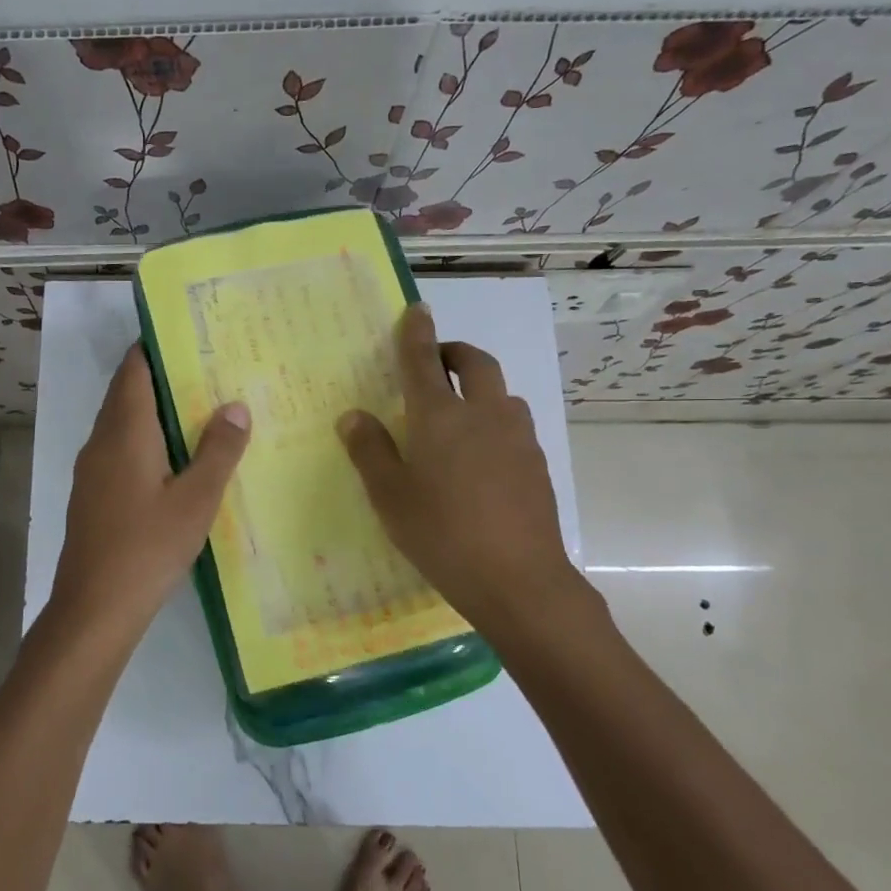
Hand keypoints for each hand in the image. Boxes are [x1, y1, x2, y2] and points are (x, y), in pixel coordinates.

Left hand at [49, 346, 250, 642]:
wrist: (94, 608)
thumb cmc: (148, 547)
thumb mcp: (196, 499)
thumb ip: (218, 450)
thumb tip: (235, 405)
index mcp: (124, 432)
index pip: (133, 370)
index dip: (155, 347)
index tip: (189, 337)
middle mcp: (101, 442)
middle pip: (126, 393)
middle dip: (161, 378)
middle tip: (207, 371)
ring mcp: (92, 470)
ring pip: (121, 424)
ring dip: (153, 411)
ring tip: (199, 409)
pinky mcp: (92, 495)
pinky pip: (119, 450)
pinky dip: (145, 440)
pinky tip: (174, 459)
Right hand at [338, 303, 592, 638]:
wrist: (518, 580)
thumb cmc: (441, 533)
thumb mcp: (390, 496)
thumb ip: (370, 450)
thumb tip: (353, 415)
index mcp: (439, 416)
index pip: (424, 360)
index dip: (417, 333)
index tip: (416, 310)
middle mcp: (483, 414)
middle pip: (475, 363)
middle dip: (455, 352)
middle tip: (437, 362)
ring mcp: (517, 437)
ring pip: (500, 394)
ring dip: (479, 388)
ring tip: (457, 416)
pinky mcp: (537, 464)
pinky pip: (513, 426)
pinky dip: (494, 423)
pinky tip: (481, 460)